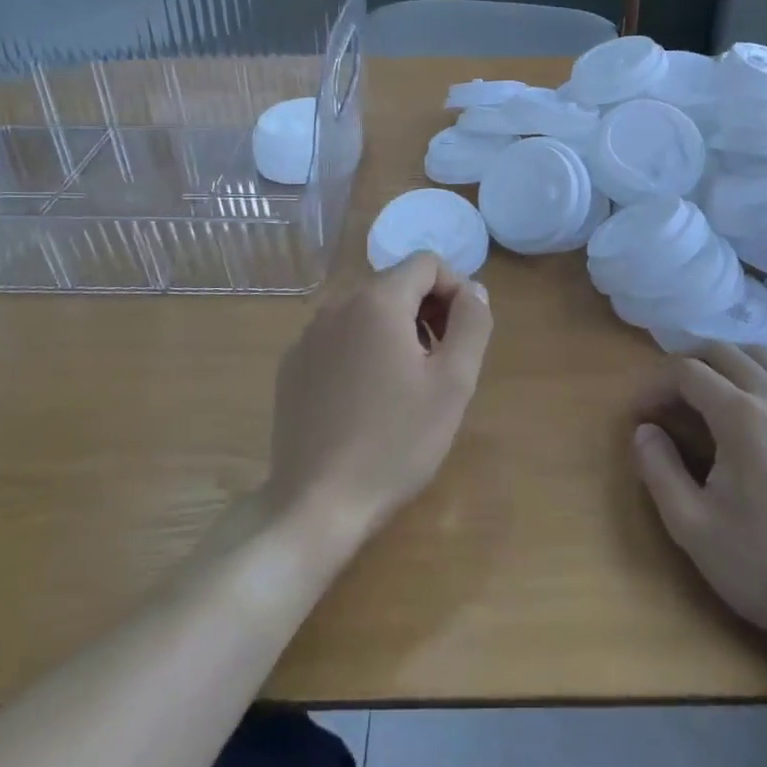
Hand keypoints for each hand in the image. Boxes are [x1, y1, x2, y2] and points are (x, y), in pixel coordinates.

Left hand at [267, 253, 493, 538]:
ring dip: (396, 331)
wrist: (316, 503)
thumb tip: (474, 290)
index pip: (427, 263)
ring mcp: (307, 336)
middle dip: (427, 311)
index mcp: (376, 301)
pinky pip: (339, 338)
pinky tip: (367, 400)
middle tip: (442, 363)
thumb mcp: (453, 383)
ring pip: (366, 311)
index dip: (455, 289)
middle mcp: (336, 305)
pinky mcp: (292, 366)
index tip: (463, 336)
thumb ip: (472, 324)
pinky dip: (362, 351)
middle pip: (395, 284)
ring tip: (407, 385)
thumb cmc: (395, 442)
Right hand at [632, 344, 766, 668]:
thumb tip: (644, 431)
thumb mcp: (693, 528)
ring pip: (761, 359)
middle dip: (685, 364)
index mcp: (741, 415)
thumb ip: (658, 470)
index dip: (653, 385)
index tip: (637, 416)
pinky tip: (749, 423)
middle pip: (723, 351)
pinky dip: (756, 381)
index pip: (686, 371)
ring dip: (724, 365)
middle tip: (664, 400)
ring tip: (704, 399)